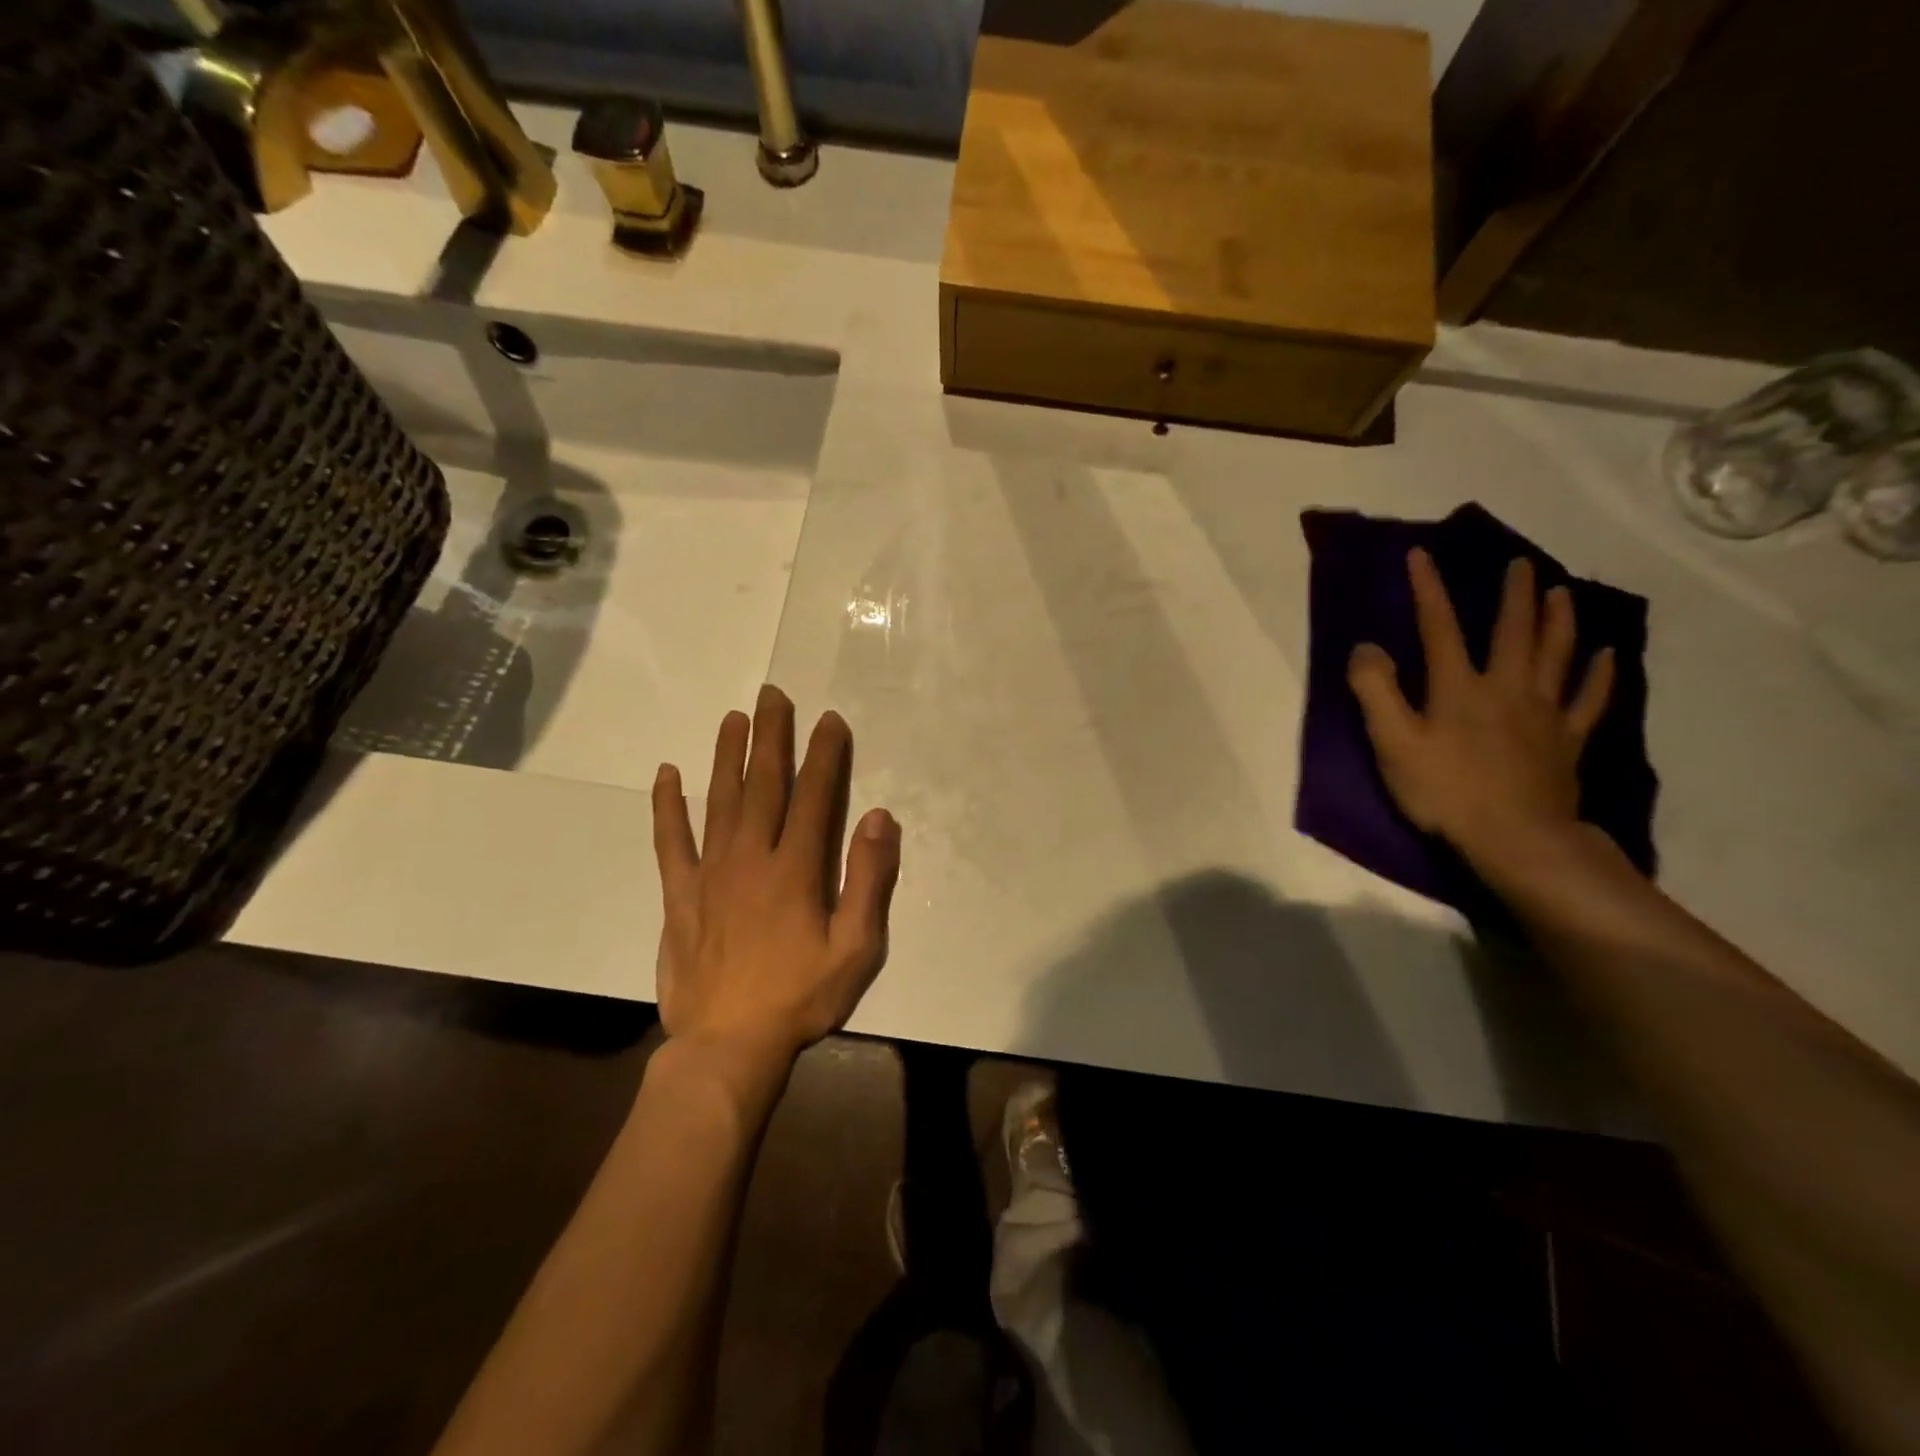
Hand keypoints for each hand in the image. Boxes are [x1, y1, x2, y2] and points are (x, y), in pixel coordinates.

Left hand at [651, 686, 900, 1085]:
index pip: (814, 795)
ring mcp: (710, 873)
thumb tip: (879, 817)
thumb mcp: (856, 948)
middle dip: (771, 736)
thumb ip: (869, 879)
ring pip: (719, 800)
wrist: (728, 1045)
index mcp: (796, 868)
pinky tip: (666, 775)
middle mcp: (751, 857)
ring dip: (727, 756)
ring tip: (733, 718)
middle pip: (763, 784)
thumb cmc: (801, 998)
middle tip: (772, 695)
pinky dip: (667, 807)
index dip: (824, 754)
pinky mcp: (679, 895)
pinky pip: (671, 841)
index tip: (829, 720)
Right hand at [1347, 549, 1615, 864]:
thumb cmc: (1444, 791)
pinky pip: (1589, 699)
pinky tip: (1607, 654)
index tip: (1422, 554)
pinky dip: (1600, 673)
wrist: (1515, 838)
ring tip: (1561, 592)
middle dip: (1513, 594)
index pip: (1439, 627)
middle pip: (1513, 631)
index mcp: (1459, 687)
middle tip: (1520, 563)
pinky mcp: (1567, 739)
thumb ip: (1375, 691)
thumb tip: (1367, 647)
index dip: (1428, 590)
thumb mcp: (1392, 742)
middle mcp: (1506, 687)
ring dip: (1559, 619)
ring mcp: (1543, 712)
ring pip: (1557, 654)